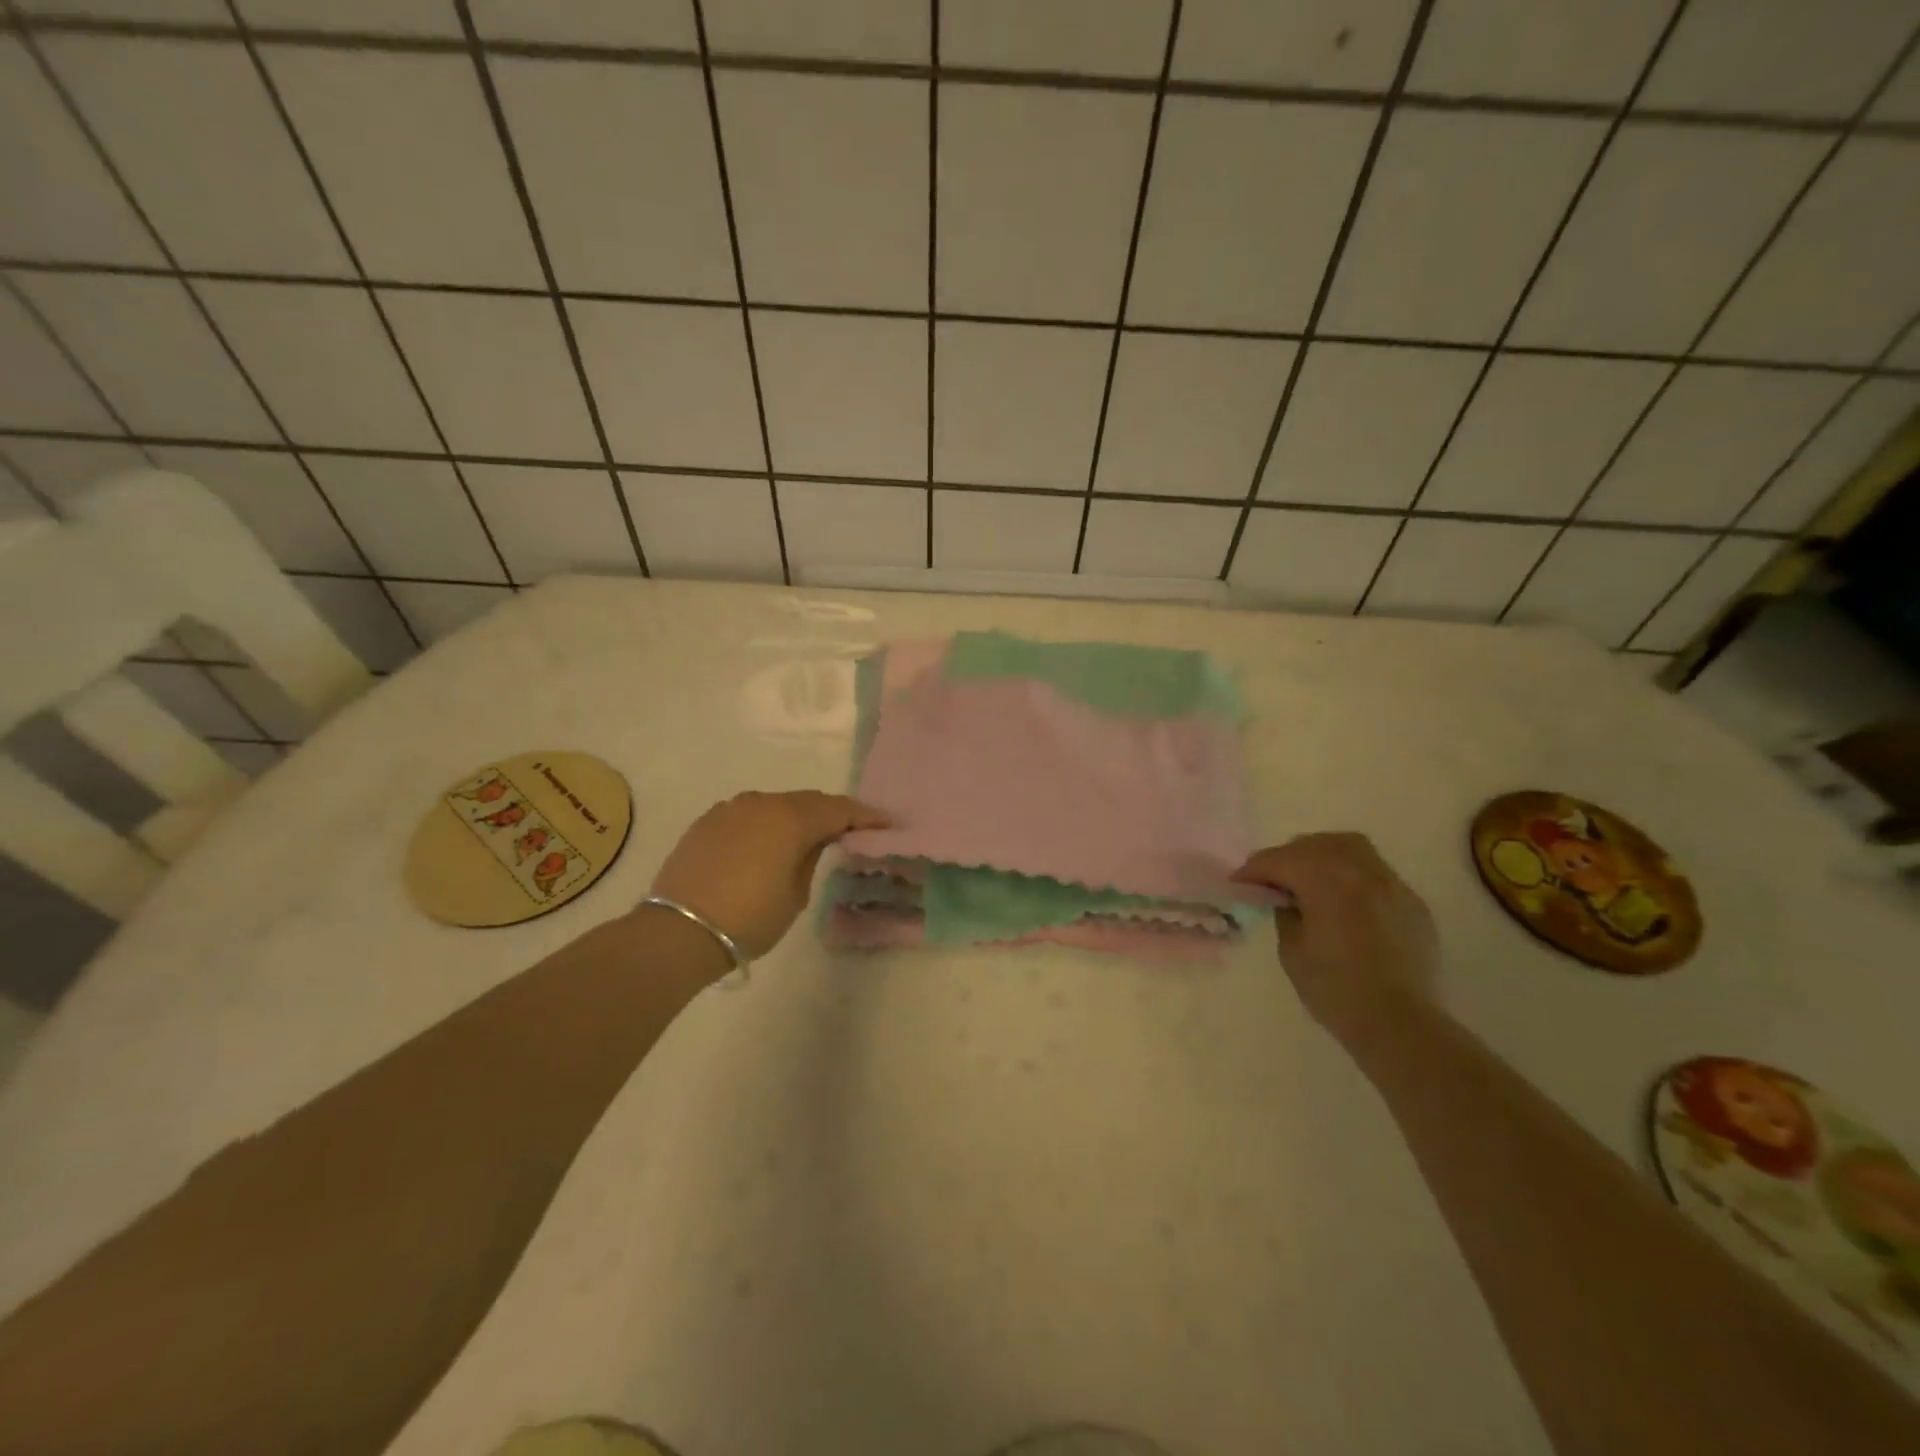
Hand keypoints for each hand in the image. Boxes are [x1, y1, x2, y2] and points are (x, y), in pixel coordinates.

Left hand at [649, 790, 888, 960]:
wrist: (678, 931)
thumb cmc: (749, 918)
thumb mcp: (795, 894)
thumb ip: (810, 858)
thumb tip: (814, 841)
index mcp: (790, 818)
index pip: (839, 809)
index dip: (866, 816)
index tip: (887, 822)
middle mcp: (762, 803)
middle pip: (808, 801)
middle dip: (833, 813)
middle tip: (854, 828)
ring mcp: (730, 809)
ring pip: (776, 805)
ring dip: (797, 816)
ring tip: (811, 835)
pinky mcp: (707, 822)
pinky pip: (749, 814)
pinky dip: (767, 823)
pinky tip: (769, 841)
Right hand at [1231, 833, 1439, 1050]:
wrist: (1401, 1026)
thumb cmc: (1337, 991)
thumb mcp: (1292, 951)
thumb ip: (1286, 914)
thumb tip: (1287, 899)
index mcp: (1328, 882)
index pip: (1281, 860)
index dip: (1254, 869)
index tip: (1239, 883)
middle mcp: (1362, 873)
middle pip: (1316, 845)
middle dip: (1287, 857)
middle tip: (1272, 880)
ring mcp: (1392, 885)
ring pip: (1351, 847)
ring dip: (1322, 855)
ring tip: (1309, 878)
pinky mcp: (1412, 904)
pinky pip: (1375, 873)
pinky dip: (1352, 875)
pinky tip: (1345, 900)